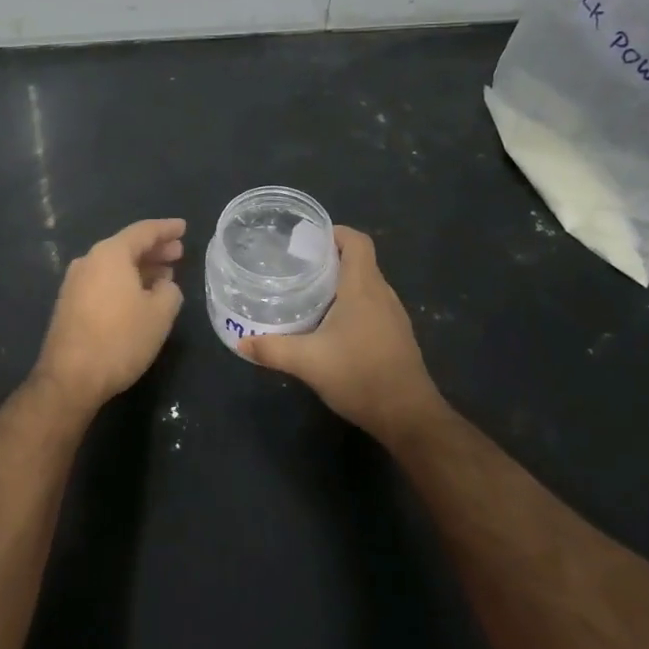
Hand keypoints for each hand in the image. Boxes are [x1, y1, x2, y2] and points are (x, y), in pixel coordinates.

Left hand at [30, 218, 185, 411]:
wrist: (70, 378)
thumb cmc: (120, 339)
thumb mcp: (160, 314)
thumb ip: (169, 291)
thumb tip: (163, 286)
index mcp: (110, 254)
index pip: (143, 232)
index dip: (166, 229)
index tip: (183, 227)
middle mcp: (88, 261)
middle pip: (126, 247)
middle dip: (154, 249)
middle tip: (178, 253)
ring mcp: (75, 283)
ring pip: (114, 266)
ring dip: (140, 268)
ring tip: (164, 276)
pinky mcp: (70, 305)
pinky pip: (104, 282)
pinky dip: (125, 283)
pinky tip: (140, 297)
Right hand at [238, 226, 444, 440]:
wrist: (408, 415)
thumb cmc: (360, 375)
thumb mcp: (308, 362)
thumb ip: (272, 349)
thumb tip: (240, 342)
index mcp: (363, 288)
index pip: (357, 242)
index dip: (335, 233)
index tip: (307, 240)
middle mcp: (382, 294)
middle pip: (359, 262)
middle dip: (330, 259)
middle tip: (296, 267)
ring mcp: (393, 316)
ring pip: (366, 286)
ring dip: (341, 284)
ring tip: (308, 294)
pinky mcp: (396, 336)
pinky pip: (372, 307)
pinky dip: (351, 305)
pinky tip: (330, 326)